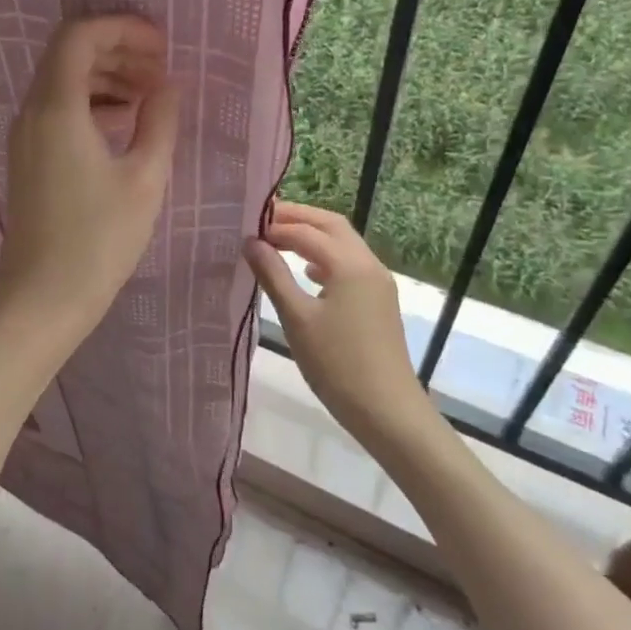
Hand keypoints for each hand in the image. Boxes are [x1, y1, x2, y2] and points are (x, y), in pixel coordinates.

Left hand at [0, 16, 179, 343]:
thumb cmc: (99, 240)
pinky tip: (126, 124)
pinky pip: (58, 110)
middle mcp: (32, 113)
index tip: (161, 46)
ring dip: (106, 77)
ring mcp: (25, 136)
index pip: (79, 36)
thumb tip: (167, 86)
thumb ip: (159, 121)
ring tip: (150, 96)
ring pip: (63, 82)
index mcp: (57, 109)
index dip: (122, 28)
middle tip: (161, 69)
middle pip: (69, 54)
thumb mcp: (144, 178)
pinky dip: (92, 103)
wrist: (43, 299)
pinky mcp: (28, 158)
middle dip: (117, 50)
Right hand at [245, 200, 435, 454]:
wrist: (387, 411)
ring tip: (276, 241)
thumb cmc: (337, 364)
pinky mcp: (378, 300)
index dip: (274, 227)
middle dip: (297, 218)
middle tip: (261, 221)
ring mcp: (377, 282)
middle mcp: (368, 264)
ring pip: (342, 243)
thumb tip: (250, 242)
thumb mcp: (297, 318)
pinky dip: (325, 257)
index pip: (306, 232)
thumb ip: (273, 275)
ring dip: (311, 236)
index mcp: (350, 264)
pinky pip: (349, 264)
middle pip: (330, 225)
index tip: (243, 229)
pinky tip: (307, 272)